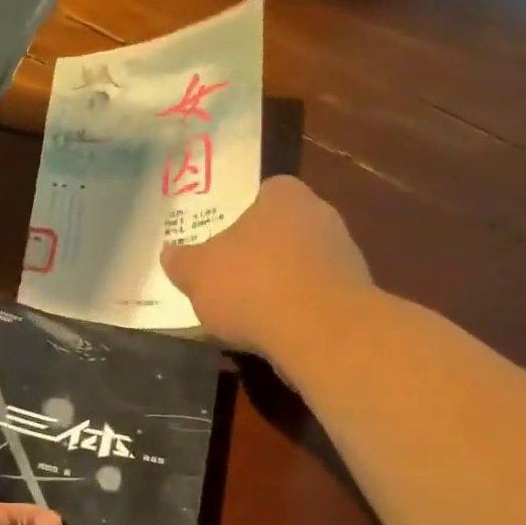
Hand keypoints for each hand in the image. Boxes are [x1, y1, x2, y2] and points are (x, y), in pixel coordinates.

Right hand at [162, 175, 372, 360]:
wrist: (320, 332)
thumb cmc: (252, 286)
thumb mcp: (197, 274)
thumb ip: (182, 261)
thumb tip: (170, 254)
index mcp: (285, 195)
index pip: (264, 191)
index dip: (242, 213)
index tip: (223, 241)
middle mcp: (321, 214)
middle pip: (283, 228)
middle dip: (260, 250)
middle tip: (231, 275)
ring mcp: (344, 254)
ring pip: (302, 262)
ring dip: (281, 281)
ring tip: (251, 310)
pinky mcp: (356, 293)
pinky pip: (316, 294)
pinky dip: (298, 308)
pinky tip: (277, 330)